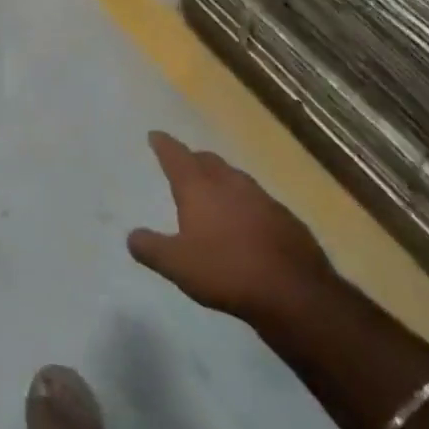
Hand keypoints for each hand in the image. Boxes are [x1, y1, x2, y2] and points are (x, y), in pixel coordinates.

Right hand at [129, 131, 333, 320]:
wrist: (295, 293)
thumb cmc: (226, 271)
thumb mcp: (176, 265)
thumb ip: (150, 248)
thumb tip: (132, 236)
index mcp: (200, 188)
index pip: (176, 157)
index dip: (164, 145)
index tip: (155, 135)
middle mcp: (231, 184)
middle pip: (208, 161)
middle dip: (193, 159)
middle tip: (183, 163)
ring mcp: (263, 199)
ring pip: (235, 178)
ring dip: (221, 178)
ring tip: (213, 189)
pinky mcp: (286, 219)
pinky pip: (258, 201)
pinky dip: (244, 203)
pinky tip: (245, 221)